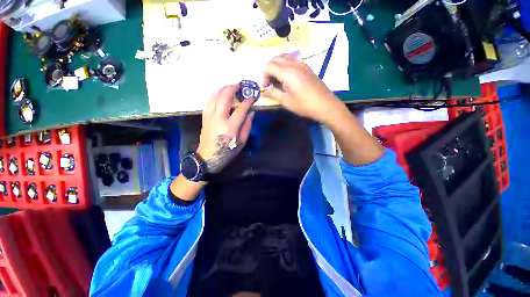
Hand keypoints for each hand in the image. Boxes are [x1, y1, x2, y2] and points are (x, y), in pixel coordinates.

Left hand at [196, 85, 254, 173]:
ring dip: (223, 89)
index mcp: (230, 127)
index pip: (241, 109)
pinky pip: (208, 101)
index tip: (253, 97)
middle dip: (233, 88)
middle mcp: (219, 119)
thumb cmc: (227, 152)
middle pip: (225, 97)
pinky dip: (215, 94)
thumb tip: (251, 112)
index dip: (248, 101)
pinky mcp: (205, 117)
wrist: (207, 157)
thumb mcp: (241, 142)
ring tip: (230, 87)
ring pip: (215, 96)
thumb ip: (247, 126)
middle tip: (240, 86)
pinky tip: (219, 94)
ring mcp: (210, 117)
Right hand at [262, 54, 343, 123]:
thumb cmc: (305, 105)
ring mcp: (302, 64)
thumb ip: (274, 94)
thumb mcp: (287, 102)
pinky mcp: (307, 67)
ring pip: (284, 56)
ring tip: (277, 79)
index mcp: (288, 73)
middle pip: (275, 58)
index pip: (269, 66)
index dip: (264, 76)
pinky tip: (287, 76)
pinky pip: (292, 59)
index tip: (266, 87)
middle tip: (270, 83)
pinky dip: (285, 64)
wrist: (325, 105)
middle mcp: (294, 64)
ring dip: (277, 65)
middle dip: (269, 69)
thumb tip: (264, 91)